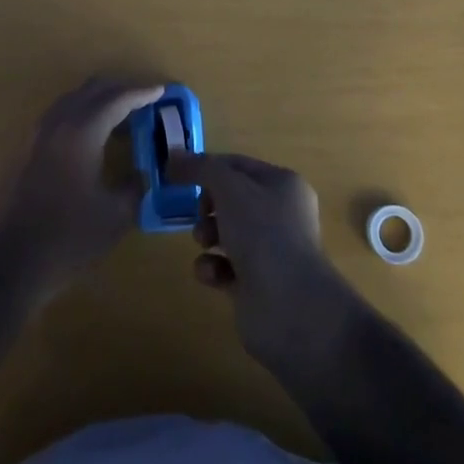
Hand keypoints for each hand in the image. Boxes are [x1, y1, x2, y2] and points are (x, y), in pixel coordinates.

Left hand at [0, 76, 162, 306]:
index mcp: (81, 132)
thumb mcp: (115, 217)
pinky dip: (78, 114)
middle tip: (143, 99)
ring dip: (97, 100)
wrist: (9, 265)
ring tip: (119, 116)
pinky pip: (56, 116)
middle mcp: (56, 122)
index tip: (160, 90)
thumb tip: (141, 174)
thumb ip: (134, 187)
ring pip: (71, 99)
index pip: (117, 99)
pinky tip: (88, 137)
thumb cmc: (67, 239)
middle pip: (91, 90)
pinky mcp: (22, 149)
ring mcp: (35, 134)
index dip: (141, 93)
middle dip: (119, 89)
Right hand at [171, 151, 361, 366]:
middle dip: (207, 204)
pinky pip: (224, 267)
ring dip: (207, 234)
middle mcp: (280, 215)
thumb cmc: (263, 233)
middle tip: (199, 213)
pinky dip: (212, 268)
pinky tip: (212, 273)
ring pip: (226, 232)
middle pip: (231, 199)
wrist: (289, 307)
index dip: (208, 167)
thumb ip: (200, 168)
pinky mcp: (256, 285)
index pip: (238, 165)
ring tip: (204, 242)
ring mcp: (269, 252)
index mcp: (282, 185)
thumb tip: (173, 157)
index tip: (179, 175)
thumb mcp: (229, 187)